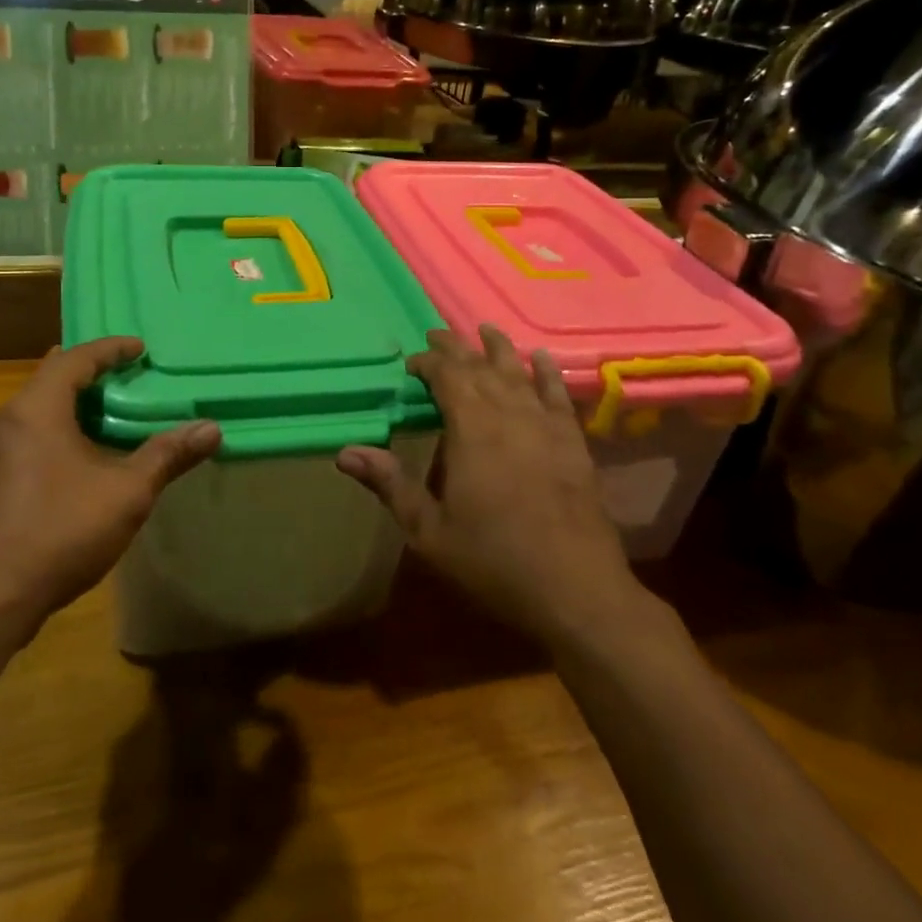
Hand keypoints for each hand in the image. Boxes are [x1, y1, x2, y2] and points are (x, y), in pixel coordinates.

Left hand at [0, 337, 219, 631]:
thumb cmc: (58, 531)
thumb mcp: (126, 493)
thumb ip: (167, 456)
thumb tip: (212, 428)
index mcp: (35, 409)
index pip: (74, 359)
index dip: (110, 349)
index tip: (139, 348)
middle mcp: (5, 421)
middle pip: (50, 380)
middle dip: (89, 374)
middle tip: (125, 376)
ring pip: (35, 412)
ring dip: (71, 407)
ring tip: (108, 415)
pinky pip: (25, 438)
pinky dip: (55, 433)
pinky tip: (78, 460)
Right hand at [337, 326, 642, 642]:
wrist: (576, 591)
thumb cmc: (494, 562)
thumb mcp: (430, 531)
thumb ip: (391, 485)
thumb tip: (345, 452)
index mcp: (471, 431)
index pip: (447, 377)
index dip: (428, 364)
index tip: (412, 363)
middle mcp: (509, 416)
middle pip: (480, 368)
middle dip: (457, 349)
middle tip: (438, 334)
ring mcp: (545, 426)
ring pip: (518, 373)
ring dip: (499, 349)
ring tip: (485, 329)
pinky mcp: (573, 442)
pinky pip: (558, 395)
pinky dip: (547, 373)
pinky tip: (541, 358)